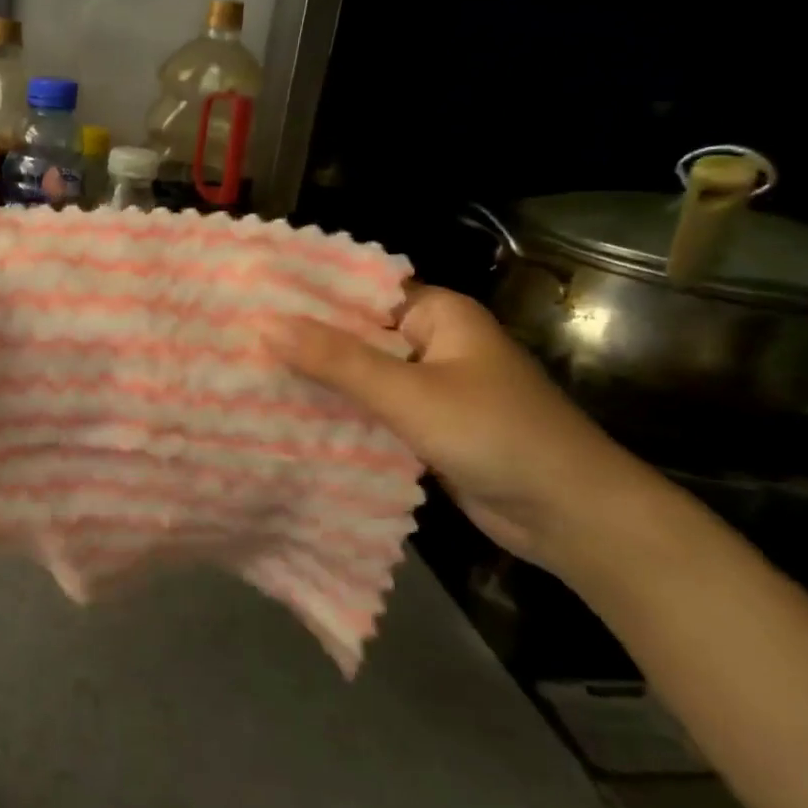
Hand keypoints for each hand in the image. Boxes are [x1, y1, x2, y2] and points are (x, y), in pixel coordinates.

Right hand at [261, 286, 658, 571]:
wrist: (571, 515)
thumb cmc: (494, 434)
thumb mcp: (409, 393)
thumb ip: (338, 360)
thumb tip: (266, 324)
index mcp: (438, 315)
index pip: (360, 292)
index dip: (308, 296)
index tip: (250, 300)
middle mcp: (432, 343)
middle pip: (357, 335)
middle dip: (305, 342)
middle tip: (237, 342)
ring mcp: (430, 388)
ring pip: (362, 376)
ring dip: (319, 381)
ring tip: (249, 376)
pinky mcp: (427, 428)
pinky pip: (373, 411)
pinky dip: (340, 414)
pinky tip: (289, 418)